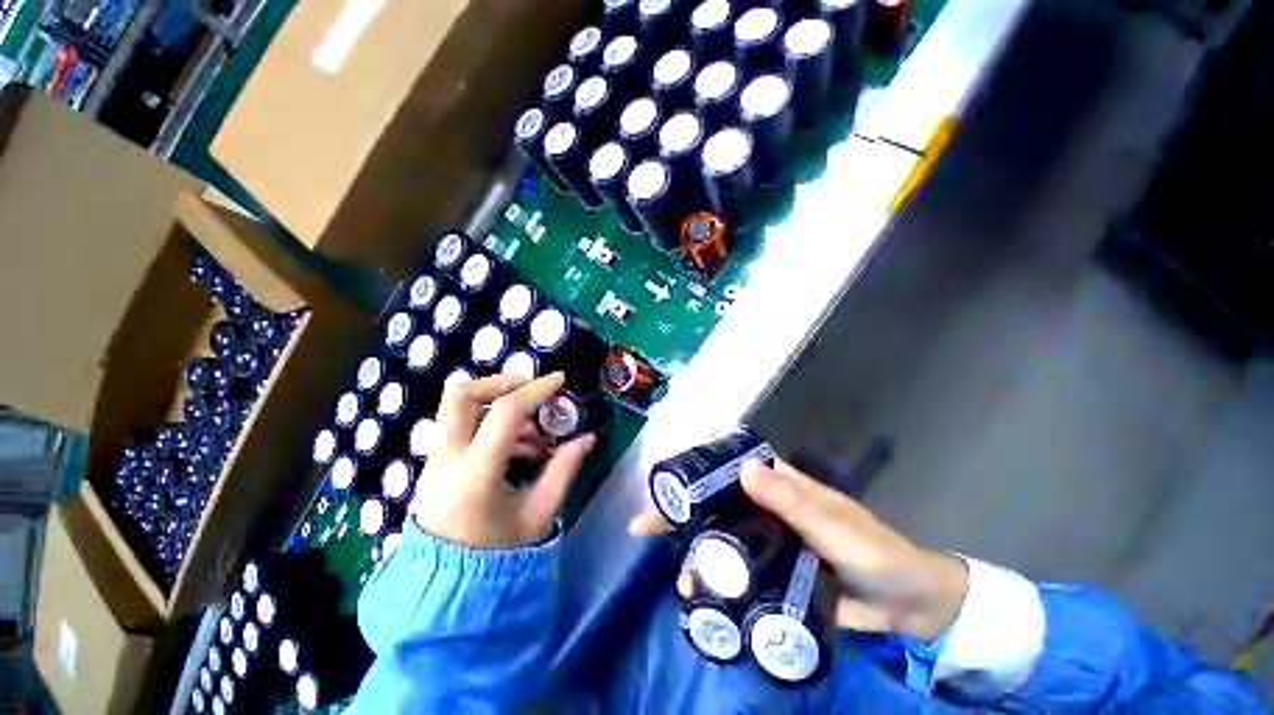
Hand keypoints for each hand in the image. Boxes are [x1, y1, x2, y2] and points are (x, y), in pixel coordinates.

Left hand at [412, 372, 595, 548]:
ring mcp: (435, 461)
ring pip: (459, 409)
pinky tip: (517, 450)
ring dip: (500, 408)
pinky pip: (462, 428)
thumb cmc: (499, 554)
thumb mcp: (540, 513)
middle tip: (530, 389)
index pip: (506, 414)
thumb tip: (587, 437)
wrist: (449, 587)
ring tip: (534, 437)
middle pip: (461, 397)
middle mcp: (447, 460)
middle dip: (500, 383)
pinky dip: (491, 425)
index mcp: (475, 474)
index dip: (537, 391)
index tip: (560, 380)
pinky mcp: (435, 464)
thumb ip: (564, 469)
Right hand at [629, 460, 967, 641]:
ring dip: (695, 557)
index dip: (693, 470)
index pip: (726, 468)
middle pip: (713, 505)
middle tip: (645, 529)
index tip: (664, 483)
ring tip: (682, 584)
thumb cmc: (875, 552)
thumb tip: (747, 469)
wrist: (907, 605)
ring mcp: (765, 542)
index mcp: (776, 485)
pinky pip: (735, 573)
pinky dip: (716, 584)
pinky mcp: (770, 574)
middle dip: (680, 515)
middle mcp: (763, 508)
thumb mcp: (835, 525)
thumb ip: (794, 500)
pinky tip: (701, 600)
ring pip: (720, 540)